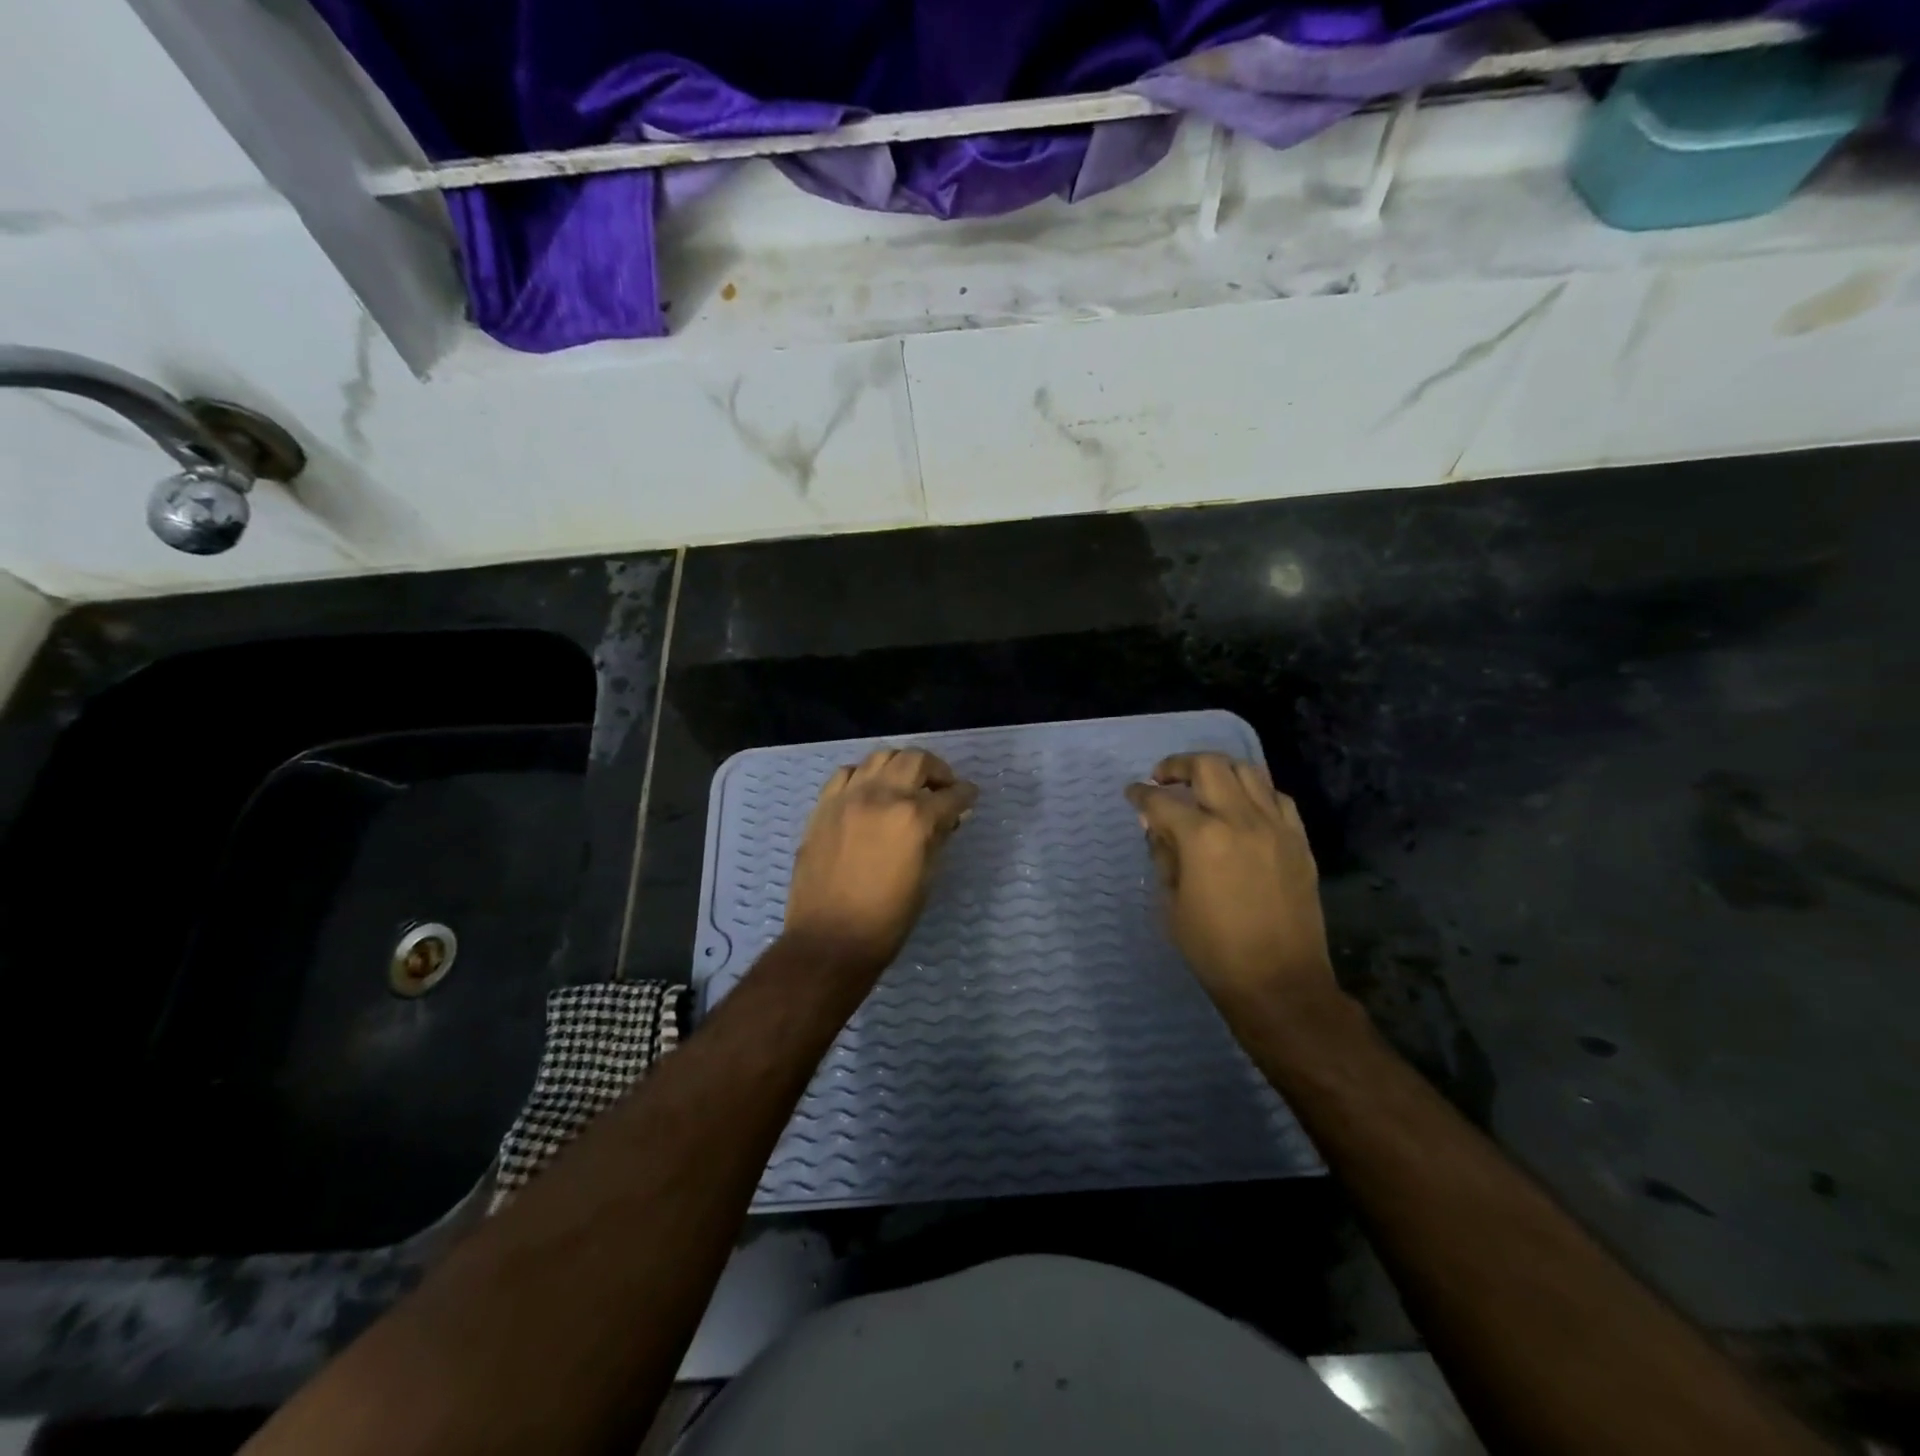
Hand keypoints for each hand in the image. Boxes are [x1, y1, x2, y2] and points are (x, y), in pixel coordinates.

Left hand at [783, 747, 978, 978]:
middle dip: (937, 770)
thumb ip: (939, 838)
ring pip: (881, 757)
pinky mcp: (824, 805)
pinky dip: (865, 776)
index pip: (951, 794)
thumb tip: (948, 817)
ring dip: (901, 766)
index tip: (970, 796)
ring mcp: (849, 797)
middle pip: (916, 760)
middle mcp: (882, 796)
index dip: (966, 794)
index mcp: (914, 818)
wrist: (830, 939)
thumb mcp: (926, 878)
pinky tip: (870, 792)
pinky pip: (847, 773)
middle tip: (942, 788)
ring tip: (906, 785)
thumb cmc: (888, 919)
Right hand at [1125, 753, 1335, 1012]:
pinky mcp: (1299, 840)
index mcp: (1202, 838)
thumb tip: (1158, 828)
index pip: (1162, 801)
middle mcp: (1241, 820)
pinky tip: (1243, 806)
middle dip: (1179, 765)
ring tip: (1203, 784)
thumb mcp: (1172, 904)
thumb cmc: (1214, 950)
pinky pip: (1277, 797)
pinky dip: (1254, 791)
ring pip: (1248, 771)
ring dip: (1219, 770)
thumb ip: (1164, 856)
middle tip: (1164, 777)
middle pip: (1209, 765)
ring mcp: (1276, 827)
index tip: (1132, 793)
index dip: (1141, 794)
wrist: (1280, 983)